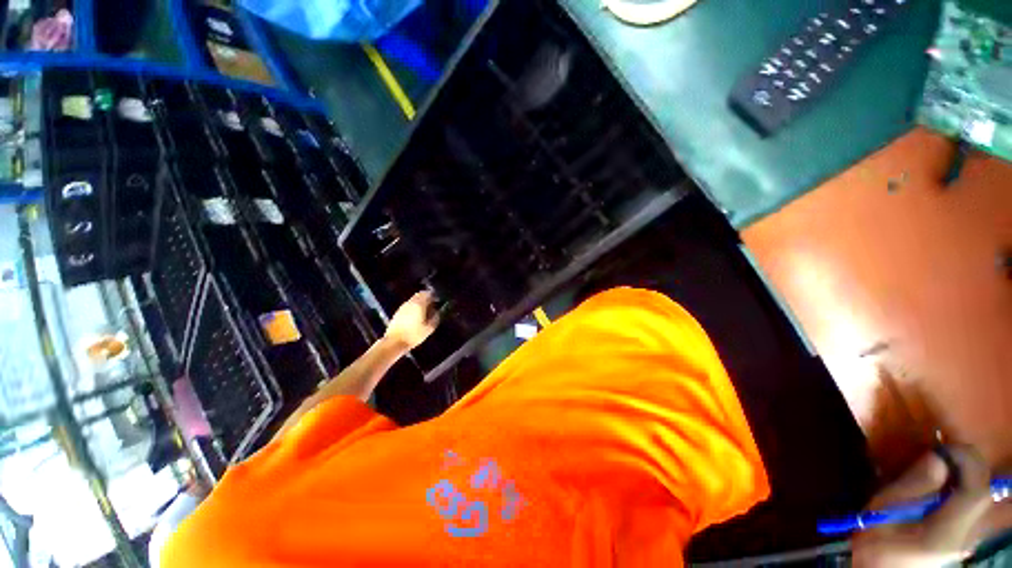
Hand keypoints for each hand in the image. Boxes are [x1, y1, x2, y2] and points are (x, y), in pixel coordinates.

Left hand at [384, 291, 439, 351]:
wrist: (394, 342)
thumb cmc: (414, 335)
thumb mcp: (429, 328)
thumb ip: (435, 318)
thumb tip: (437, 312)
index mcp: (419, 304)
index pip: (428, 293)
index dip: (434, 296)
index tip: (438, 301)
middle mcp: (410, 302)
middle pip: (419, 294)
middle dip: (427, 297)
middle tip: (432, 305)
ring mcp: (403, 307)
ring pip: (413, 299)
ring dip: (420, 302)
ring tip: (425, 311)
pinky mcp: (398, 312)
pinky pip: (408, 305)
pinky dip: (413, 307)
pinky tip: (416, 316)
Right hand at [852, 447, 995, 566]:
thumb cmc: (876, 541)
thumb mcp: (885, 510)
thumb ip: (914, 485)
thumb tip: (938, 458)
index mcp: (947, 532)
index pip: (976, 490)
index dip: (967, 461)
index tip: (944, 446)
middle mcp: (966, 535)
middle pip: (984, 492)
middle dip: (968, 465)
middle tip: (942, 453)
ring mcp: (968, 538)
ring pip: (981, 497)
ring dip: (965, 475)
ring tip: (940, 467)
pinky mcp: (965, 536)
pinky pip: (973, 504)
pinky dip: (962, 487)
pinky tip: (943, 487)